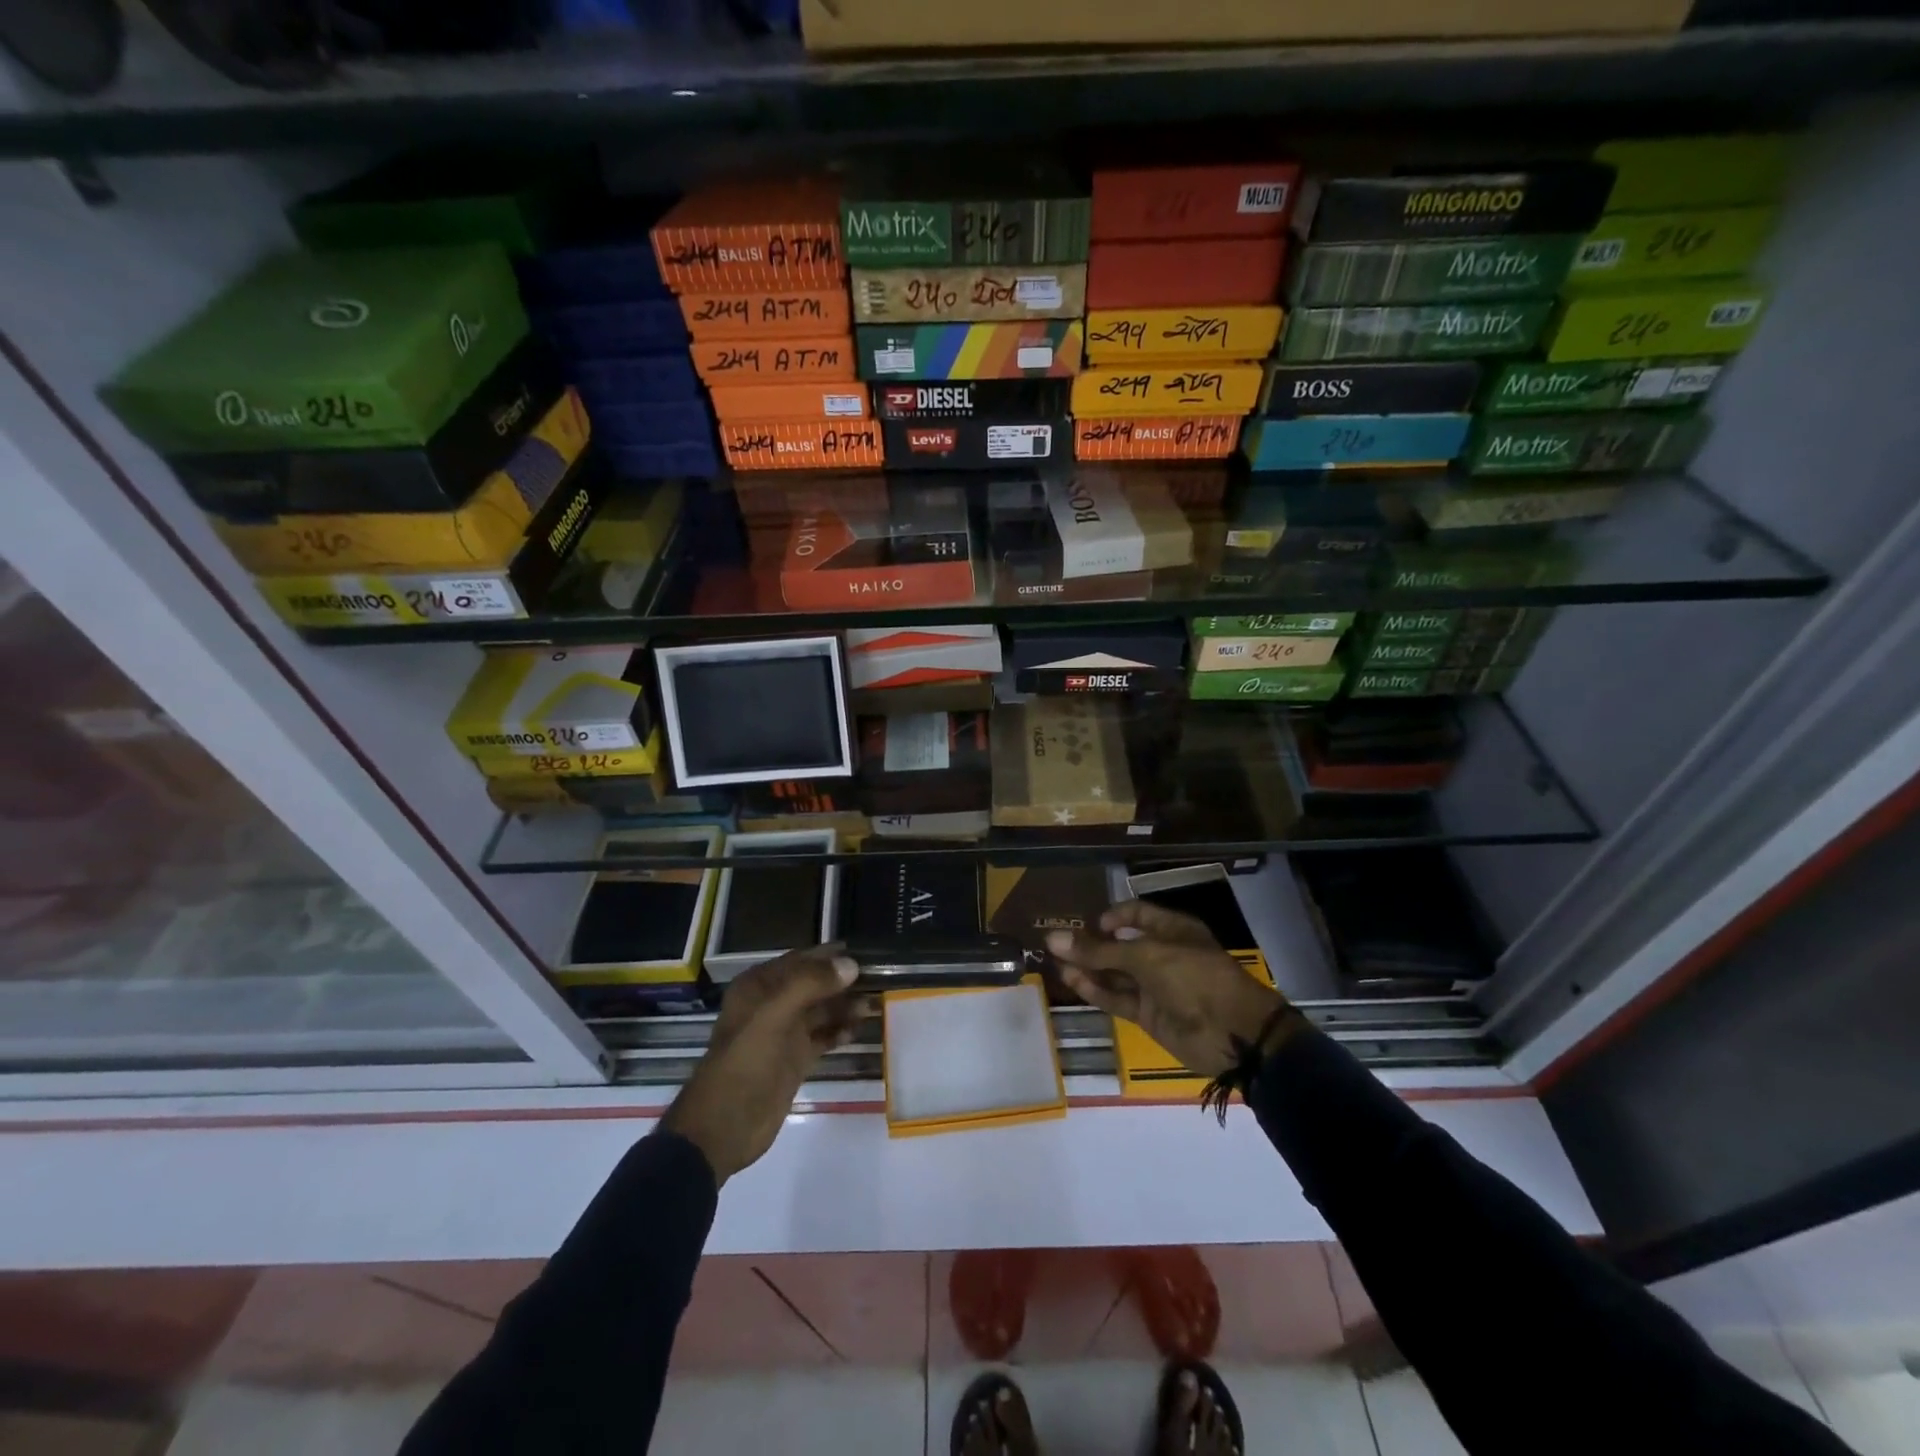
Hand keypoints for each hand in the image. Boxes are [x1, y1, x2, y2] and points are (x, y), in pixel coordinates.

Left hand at [659, 947, 863, 1184]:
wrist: (724, 1127)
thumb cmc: (745, 1062)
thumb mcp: (773, 1016)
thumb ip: (811, 985)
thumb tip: (851, 964)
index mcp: (759, 987)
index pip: (800, 960)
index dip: (829, 956)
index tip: (863, 952)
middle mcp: (772, 1005)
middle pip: (813, 985)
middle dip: (842, 981)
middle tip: (879, 978)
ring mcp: (784, 1034)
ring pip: (820, 1011)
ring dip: (845, 1006)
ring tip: (876, 1003)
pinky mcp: (794, 1060)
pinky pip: (822, 1037)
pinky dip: (840, 1031)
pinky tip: (860, 1028)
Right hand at [1047, 900, 1293, 1077]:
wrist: (1231, 1033)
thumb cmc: (1193, 977)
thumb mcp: (1145, 956)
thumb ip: (1098, 951)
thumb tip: (1053, 938)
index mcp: (1172, 930)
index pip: (1137, 914)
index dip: (1113, 916)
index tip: (1090, 924)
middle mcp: (1162, 954)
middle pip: (1121, 945)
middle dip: (1092, 945)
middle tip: (1057, 945)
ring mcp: (1155, 986)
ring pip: (1115, 974)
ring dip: (1088, 969)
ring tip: (1056, 964)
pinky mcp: (1148, 1014)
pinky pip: (1118, 998)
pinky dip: (1096, 991)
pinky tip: (1073, 981)